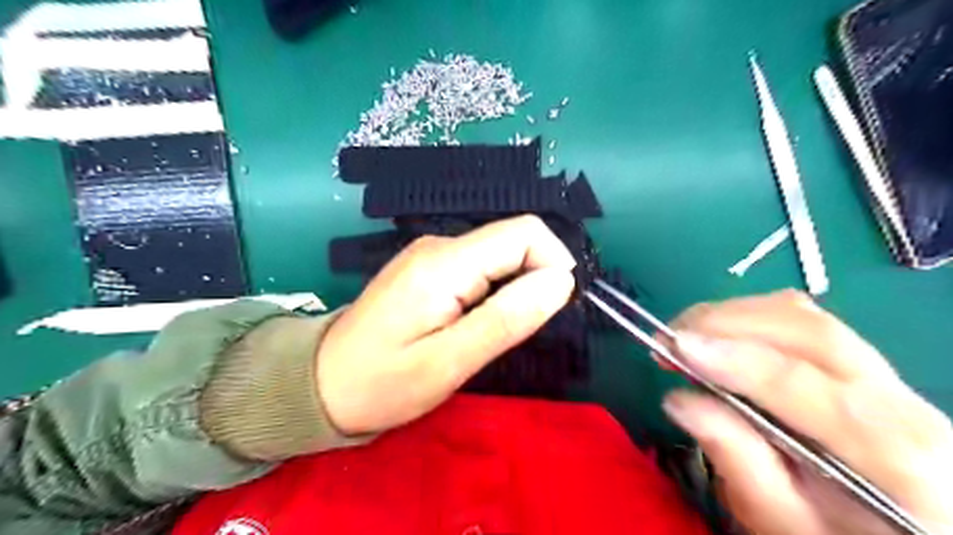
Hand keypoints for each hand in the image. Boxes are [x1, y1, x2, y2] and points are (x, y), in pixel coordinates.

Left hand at [318, 216, 572, 436]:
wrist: (321, 383)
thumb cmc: (382, 383)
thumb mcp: (449, 363)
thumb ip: (506, 319)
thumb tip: (561, 281)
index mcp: (444, 263)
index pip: (524, 233)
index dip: (553, 263)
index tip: (554, 309)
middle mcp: (439, 245)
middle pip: (513, 239)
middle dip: (536, 278)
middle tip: (521, 330)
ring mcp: (432, 253)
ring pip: (500, 253)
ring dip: (517, 286)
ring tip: (496, 331)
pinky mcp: (429, 267)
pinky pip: (481, 265)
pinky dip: (497, 288)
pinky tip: (478, 321)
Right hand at [661, 292, 951, 534]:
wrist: (904, 534)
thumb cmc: (837, 534)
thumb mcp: (781, 518)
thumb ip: (736, 458)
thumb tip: (677, 399)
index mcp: (891, 452)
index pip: (802, 383)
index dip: (733, 359)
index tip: (675, 347)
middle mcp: (897, 398)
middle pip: (806, 331)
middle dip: (724, 323)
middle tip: (667, 339)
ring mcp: (884, 371)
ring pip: (801, 315)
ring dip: (731, 316)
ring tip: (684, 337)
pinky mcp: (858, 358)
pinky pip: (799, 318)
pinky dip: (747, 316)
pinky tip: (718, 336)